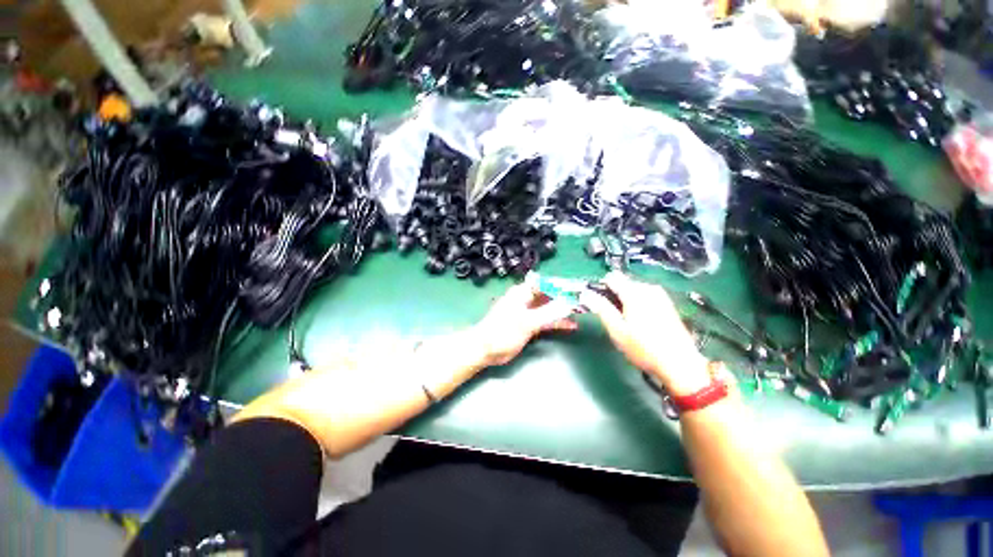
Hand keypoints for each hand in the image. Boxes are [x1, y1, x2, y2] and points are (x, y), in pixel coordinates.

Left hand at [472, 283, 577, 366]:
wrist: (486, 350)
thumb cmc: (503, 331)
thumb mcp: (527, 321)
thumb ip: (549, 312)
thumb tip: (569, 303)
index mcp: (523, 292)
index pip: (547, 283)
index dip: (563, 285)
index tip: (580, 289)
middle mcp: (527, 299)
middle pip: (550, 295)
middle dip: (566, 298)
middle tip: (586, 301)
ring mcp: (529, 312)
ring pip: (550, 308)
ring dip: (564, 310)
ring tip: (582, 313)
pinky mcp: (530, 324)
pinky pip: (547, 320)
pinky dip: (558, 322)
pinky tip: (571, 326)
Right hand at [579, 271, 710, 396]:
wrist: (680, 364)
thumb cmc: (644, 348)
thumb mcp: (617, 330)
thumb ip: (601, 308)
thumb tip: (585, 294)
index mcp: (635, 292)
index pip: (611, 277)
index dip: (601, 288)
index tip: (599, 304)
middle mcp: (648, 288)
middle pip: (623, 283)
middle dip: (614, 296)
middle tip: (614, 318)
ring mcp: (660, 295)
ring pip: (633, 290)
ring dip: (626, 301)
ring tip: (628, 322)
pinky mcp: (667, 303)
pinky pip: (645, 296)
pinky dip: (637, 304)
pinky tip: (641, 322)